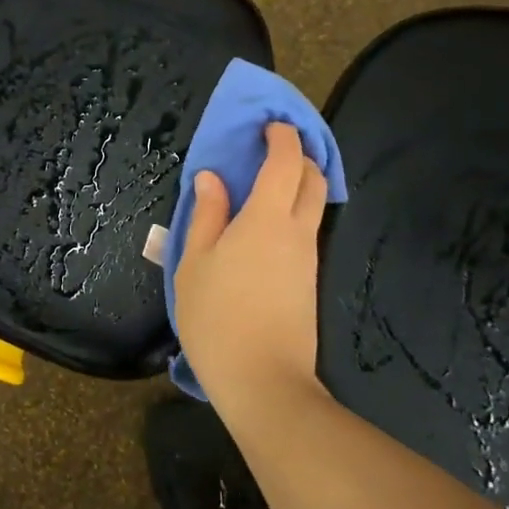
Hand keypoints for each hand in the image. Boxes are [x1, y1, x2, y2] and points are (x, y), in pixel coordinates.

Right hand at [172, 123, 329, 408]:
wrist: (264, 382)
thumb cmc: (218, 317)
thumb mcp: (195, 263)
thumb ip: (206, 215)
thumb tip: (212, 179)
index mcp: (267, 219)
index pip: (286, 162)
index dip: (282, 137)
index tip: (268, 126)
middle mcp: (297, 231)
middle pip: (313, 179)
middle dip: (298, 155)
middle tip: (270, 149)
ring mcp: (308, 258)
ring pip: (313, 205)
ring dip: (297, 184)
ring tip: (263, 185)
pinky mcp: (309, 281)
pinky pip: (306, 231)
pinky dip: (292, 212)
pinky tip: (264, 226)